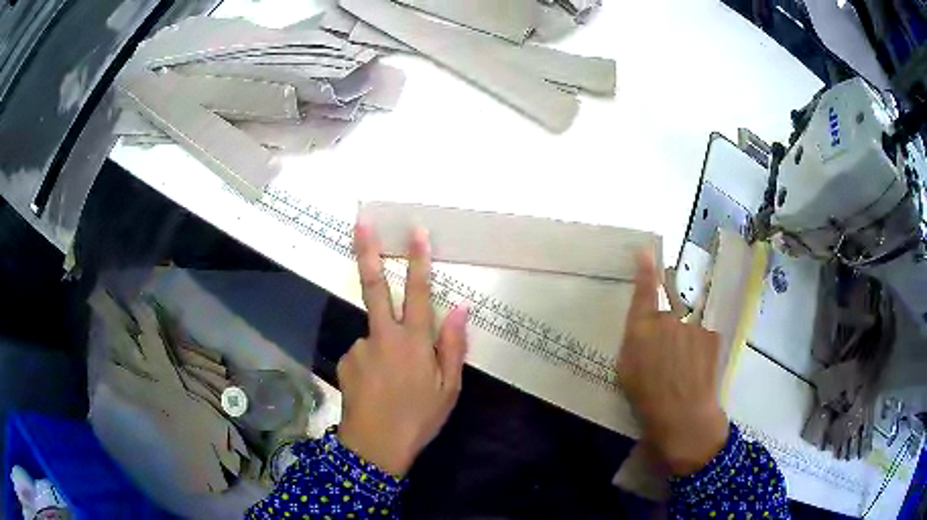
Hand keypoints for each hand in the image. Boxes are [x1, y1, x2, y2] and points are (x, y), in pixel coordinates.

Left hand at [337, 223, 468, 476]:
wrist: (375, 446)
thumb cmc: (419, 417)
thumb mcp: (449, 387)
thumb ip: (453, 345)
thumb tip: (460, 308)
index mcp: (413, 342)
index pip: (418, 292)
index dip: (418, 260)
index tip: (416, 231)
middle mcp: (382, 337)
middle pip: (374, 287)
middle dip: (367, 252)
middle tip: (361, 224)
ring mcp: (359, 348)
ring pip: (376, 334)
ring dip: (385, 349)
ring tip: (393, 386)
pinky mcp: (345, 360)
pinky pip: (365, 354)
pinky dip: (374, 364)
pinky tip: (378, 388)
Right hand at [617, 251, 728, 475]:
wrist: (684, 415)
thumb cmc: (646, 398)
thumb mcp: (626, 370)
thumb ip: (634, 339)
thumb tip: (643, 323)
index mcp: (642, 328)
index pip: (644, 290)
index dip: (644, 269)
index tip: (646, 251)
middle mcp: (668, 319)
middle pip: (670, 304)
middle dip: (670, 314)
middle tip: (670, 344)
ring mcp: (693, 324)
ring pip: (688, 320)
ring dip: (686, 334)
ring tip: (685, 365)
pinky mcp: (711, 334)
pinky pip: (702, 332)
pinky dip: (699, 344)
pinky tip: (696, 366)